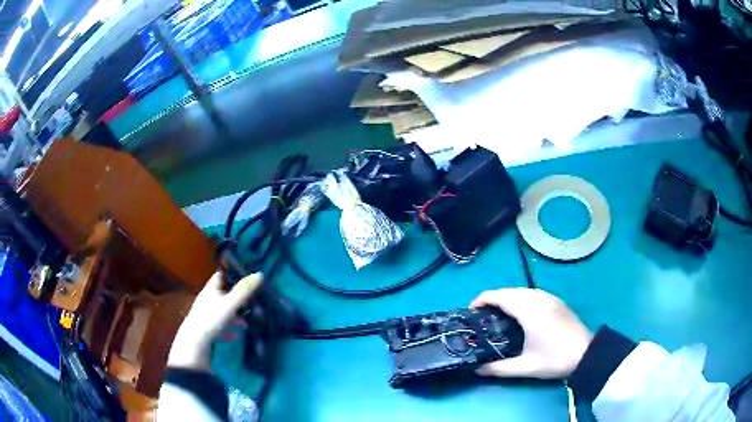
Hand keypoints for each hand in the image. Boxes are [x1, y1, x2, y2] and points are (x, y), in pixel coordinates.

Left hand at [167, 272, 261, 369]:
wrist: (195, 340)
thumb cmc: (212, 318)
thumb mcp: (230, 303)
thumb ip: (244, 290)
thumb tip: (259, 274)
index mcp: (211, 290)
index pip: (220, 276)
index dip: (231, 274)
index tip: (244, 277)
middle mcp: (206, 299)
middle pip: (223, 295)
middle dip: (237, 300)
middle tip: (250, 304)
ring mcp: (205, 314)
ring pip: (222, 312)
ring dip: (234, 317)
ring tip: (245, 325)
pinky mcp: (206, 328)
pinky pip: (219, 326)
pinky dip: (228, 329)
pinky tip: (236, 336)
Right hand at [470, 288, 591, 378]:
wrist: (586, 354)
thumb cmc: (555, 360)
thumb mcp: (525, 367)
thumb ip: (498, 368)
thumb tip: (476, 369)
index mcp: (530, 311)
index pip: (501, 296)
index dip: (482, 299)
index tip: (470, 310)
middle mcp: (539, 299)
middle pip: (509, 290)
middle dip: (492, 298)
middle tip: (481, 315)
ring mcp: (549, 298)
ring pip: (521, 290)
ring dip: (506, 297)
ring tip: (497, 313)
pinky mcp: (556, 301)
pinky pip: (532, 293)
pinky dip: (519, 297)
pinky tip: (519, 312)